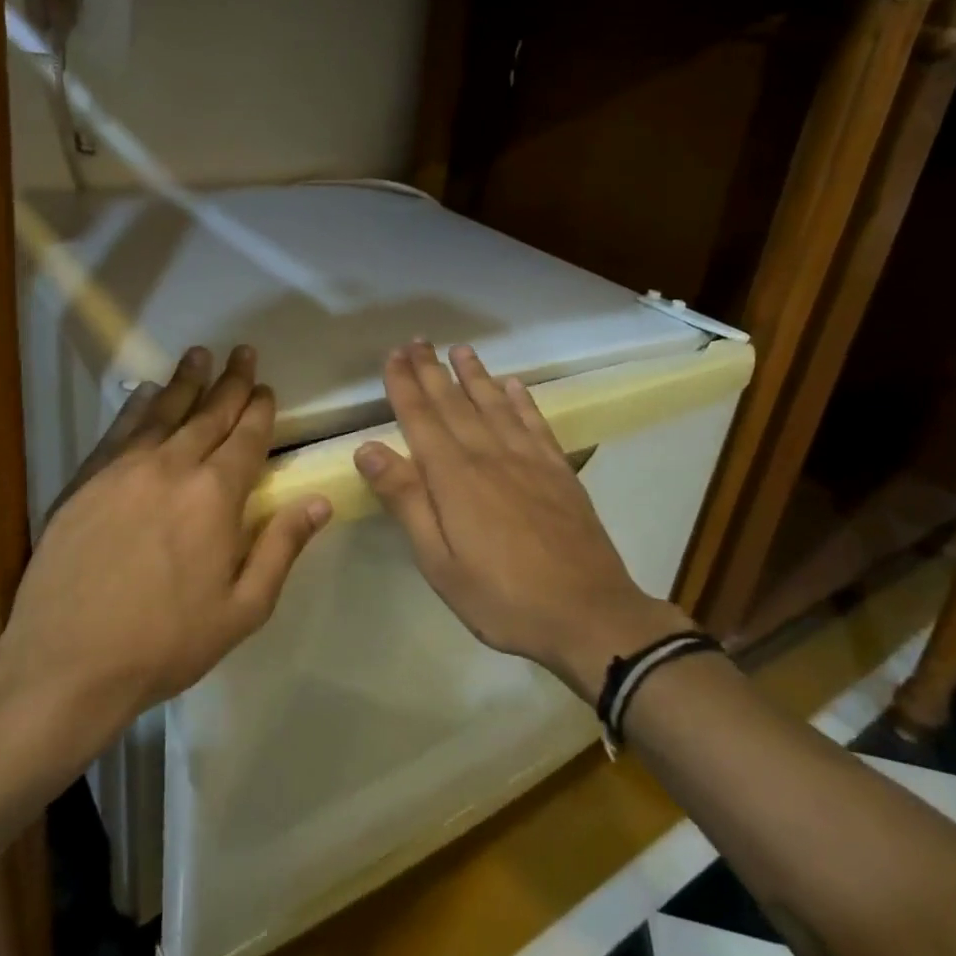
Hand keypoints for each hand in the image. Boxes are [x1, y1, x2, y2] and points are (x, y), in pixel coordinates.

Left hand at [0, 346, 332, 750]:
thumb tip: (321, 501)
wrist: (67, 662)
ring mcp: (124, 470)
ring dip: (186, 381)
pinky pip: (120, 430)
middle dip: (231, 382)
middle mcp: (173, 467)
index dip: (260, 410)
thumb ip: (282, 547)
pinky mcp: (87, 480)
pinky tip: (146, 392)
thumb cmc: (167, 642)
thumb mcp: (243, 609)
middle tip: (244, 353)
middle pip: (209, 414)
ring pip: (164, 412)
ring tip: (200, 354)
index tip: (267, 388)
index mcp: (216, 496)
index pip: (246, 438)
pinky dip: (138, 406)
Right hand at [354, 342, 694, 699]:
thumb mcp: (439, 561)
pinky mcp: (558, 471)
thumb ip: (406, 500)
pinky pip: (535, 423)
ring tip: (460, 350)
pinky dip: (521, 400)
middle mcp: (489, 456)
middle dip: (432, 371)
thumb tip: (367, 448)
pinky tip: (513, 385)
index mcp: (454, 477)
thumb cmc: (502, 597)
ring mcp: (528, 460)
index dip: (404, 385)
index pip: (421, 418)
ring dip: (475, 375)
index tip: (392, 355)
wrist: (588, 614)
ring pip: (494, 405)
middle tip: (418, 341)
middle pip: (454, 403)